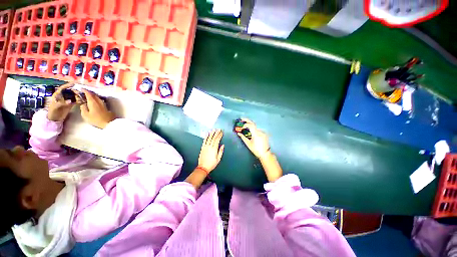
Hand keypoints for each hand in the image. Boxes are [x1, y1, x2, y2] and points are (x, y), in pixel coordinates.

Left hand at [47, 83, 80, 121]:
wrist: (54, 118)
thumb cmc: (53, 112)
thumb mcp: (56, 107)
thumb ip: (63, 103)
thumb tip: (70, 101)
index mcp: (58, 95)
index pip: (63, 88)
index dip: (68, 85)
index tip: (74, 84)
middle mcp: (63, 96)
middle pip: (70, 91)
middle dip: (75, 91)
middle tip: (80, 93)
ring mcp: (67, 100)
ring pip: (73, 96)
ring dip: (78, 96)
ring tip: (83, 97)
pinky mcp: (70, 104)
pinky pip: (75, 101)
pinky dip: (79, 101)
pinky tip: (82, 101)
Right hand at [80, 89, 114, 128]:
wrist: (109, 123)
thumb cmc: (96, 120)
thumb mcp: (86, 115)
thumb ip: (83, 108)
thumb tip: (83, 104)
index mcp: (93, 102)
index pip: (89, 94)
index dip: (85, 90)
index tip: (81, 88)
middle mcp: (99, 101)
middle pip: (94, 95)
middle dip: (89, 92)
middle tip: (84, 92)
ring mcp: (103, 104)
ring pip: (97, 97)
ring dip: (93, 96)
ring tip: (88, 96)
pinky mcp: (106, 107)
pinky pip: (100, 101)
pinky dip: (96, 99)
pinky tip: (94, 101)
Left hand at [198, 129, 224, 172]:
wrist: (203, 167)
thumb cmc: (212, 164)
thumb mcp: (218, 159)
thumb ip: (220, 151)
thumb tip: (222, 145)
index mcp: (214, 149)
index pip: (217, 140)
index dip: (219, 135)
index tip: (221, 132)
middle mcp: (210, 146)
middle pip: (213, 138)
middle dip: (216, 133)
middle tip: (218, 129)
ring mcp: (205, 146)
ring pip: (209, 138)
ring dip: (211, 133)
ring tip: (213, 129)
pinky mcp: (202, 147)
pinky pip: (204, 141)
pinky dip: (206, 137)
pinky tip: (207, 134)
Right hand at [237, 118, 270, 158]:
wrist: (265, 153)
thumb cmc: (256, 149)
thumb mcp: (248, 144)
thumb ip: (243, 137)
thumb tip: (238, 133)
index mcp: (256, 134)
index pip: (250, 125)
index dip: (245, 125)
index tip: (242, 128)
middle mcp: (259, 131)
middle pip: (253, 123)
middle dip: (247, 120)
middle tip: (242, 118)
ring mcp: (262, 132)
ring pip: (255, 127)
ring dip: (250, 126)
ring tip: (246, 127)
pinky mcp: (264, 134)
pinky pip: (258, 130)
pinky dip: (254, 130)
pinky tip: (251, 133)